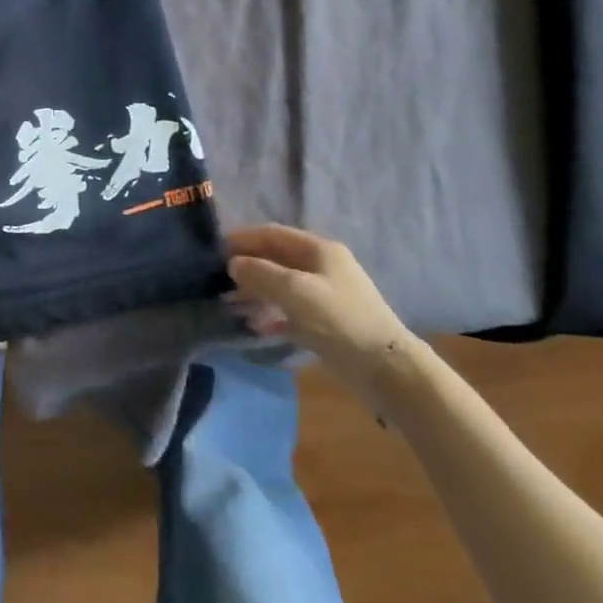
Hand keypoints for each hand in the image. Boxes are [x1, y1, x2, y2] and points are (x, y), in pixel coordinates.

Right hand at [225, 224, 415, 401]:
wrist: (387, 369)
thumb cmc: (339, 320)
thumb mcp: (295, 292)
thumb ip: (261, 274)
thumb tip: (234, 264)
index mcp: (319, 249)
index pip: (272, 233)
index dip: (243, 238)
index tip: (215, 249)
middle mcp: (323, 266)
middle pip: (277, 257)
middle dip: (249, 265)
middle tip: (219, 278)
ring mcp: (326, 294)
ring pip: (283, 284)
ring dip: (257, 290)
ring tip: (232, 302)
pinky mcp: (328, 322)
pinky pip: (292, 310)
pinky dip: (272, 313)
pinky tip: (255, 325)